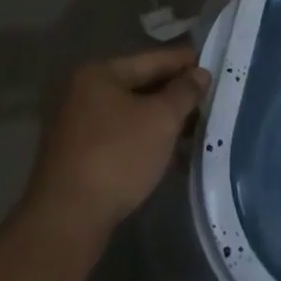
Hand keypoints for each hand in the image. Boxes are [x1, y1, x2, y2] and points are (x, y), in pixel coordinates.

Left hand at [23, 47, 210, 244]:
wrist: (67, 221)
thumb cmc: (117, 156)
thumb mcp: (161, 119)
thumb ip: (184, 92)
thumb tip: (200, 74)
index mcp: (100, 73)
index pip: (153, 59)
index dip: (185, 62)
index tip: (214, 66)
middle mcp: (84, 93)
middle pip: (141, 85)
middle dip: (175, 94)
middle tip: (210, 100)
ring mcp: (79, 127)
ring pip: (133, 114)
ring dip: (163, 120)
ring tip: (197, 129)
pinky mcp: (80, 158)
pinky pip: (123, 137)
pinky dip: (147, 140)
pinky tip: (171, 154)